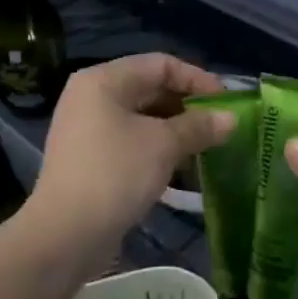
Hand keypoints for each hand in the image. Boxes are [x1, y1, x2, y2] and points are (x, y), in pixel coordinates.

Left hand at [27, 53, 232, 253]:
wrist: (66, 234)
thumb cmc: (116, 174)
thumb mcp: (164, 145)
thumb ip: (200, 126)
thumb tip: (231, 118)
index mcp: (104, 80)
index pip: (161, 64)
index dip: (198, 79)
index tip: (226, 103)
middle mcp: (92, 97)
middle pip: (151, 89)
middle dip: (189, 107)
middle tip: (221, 127)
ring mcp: (88, 129)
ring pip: (143, 119)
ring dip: (177, 131)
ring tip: (208, 148)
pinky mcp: (91, 159)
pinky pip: (133, 142)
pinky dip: (159, 150)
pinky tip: (183, 169)